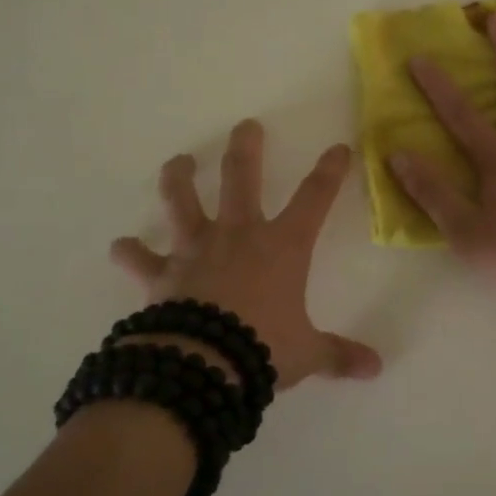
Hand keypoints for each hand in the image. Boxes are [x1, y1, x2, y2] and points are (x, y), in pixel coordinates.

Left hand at [110, 120, 382, 390]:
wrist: (204, 365)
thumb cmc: (263, 348)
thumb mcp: (308, 353)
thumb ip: (339, 355)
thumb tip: (375, 369)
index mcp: (282, 247)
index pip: (314, 199)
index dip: (329, 172)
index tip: (338, 148)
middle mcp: (238, 236)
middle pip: (242, 178)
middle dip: (246, 149)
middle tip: (245, 126)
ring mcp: (196, 251)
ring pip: (183, 201)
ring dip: (180, 178)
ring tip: (180, 161)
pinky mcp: (162, 275)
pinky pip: (140, 260)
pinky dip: (130, 253)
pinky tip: (120, 246)